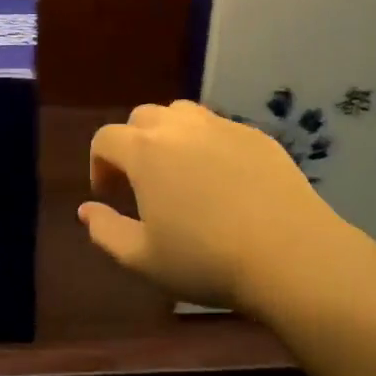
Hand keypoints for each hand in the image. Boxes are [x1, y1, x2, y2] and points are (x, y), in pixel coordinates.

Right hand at [80, 100, 348, 312]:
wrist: (289, 254)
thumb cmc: (205, 260)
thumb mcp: (142, 258)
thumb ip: (105, 231)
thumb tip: (86, 210)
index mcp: (145, 151)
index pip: (106, 138)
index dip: (99, 163)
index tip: (109, 193)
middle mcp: (181, 127)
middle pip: (143, 117)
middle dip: (133, 144)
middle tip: (143, 182)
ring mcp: (223, 126)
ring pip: (183, 114)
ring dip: (170, 136)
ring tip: (180, 173)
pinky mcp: (258, 135)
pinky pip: (220, 128)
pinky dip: (208, 144)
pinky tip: (223, 179)